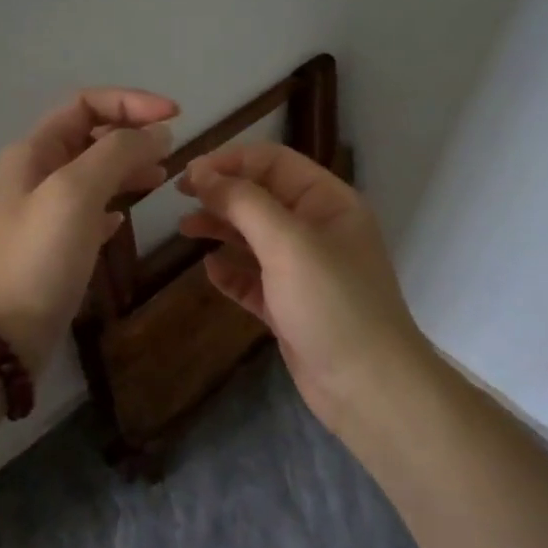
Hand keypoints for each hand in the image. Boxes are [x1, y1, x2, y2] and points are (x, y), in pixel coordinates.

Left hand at [0, 88, 178, 378]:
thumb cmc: (37, 257)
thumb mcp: (76, 192)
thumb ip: (118, 153)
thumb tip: (157, 133)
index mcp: (34, 151)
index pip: (86, 104)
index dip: (132, 103)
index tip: (176, 119)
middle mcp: (34, 174)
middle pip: (89, 136)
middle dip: (132, 135)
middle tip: (172, 155)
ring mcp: (41, 213)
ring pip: (91, 174)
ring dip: (126, 168)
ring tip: (161, 179)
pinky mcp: (50, 247)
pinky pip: (86, 212)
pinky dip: (110, 205)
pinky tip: (125, 219)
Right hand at [177, 143, 430, 429]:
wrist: (367, 386)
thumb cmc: (332, 303)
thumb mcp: (288, 243)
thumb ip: (244, 203)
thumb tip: (203, 174)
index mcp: (328, 203)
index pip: (274, 163)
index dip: (231, 161)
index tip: (189, 173)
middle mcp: (317, 230)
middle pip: (262, 197)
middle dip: (222, 193)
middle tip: (180, 196)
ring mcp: (304, 270)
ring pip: (255, 238)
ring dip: (221, 229)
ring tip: (185, 229)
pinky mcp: (290, 306)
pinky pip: (254, 279)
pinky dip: (231, 271)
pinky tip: (209, 269)